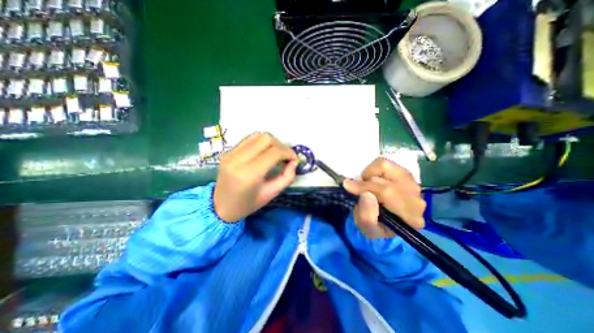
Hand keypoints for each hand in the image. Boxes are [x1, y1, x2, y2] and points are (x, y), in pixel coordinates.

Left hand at [212, 132, 296, 221]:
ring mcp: (230, 153)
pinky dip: (260, 143)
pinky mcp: (227, 151)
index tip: (294, 159)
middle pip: (266, 138)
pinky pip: (248, 139)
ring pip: (257, 135)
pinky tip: (263, 153)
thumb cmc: (248, 204)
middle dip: (280, 145)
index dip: (288, 152)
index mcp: (249, 174)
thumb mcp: (272, 194)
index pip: (274, 152)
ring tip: (275, 154)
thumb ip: (287, 177)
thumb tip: (294, 162)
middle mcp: (238, 159)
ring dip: (271, 142)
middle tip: (284, 157)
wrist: (221, 207)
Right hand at [344, 157, 426, 237]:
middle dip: (366, 185)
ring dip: (370, 175)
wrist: (385, 220)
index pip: (387, 194)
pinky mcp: (406, 173)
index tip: (348, 187)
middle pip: (386, 181)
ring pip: (385, 168)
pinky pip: (385, 163)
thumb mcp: (367, 229)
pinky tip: (373, 180)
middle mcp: (417, 199)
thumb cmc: (376, 225)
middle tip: (357, 190)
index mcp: (410, 218)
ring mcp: (413, 184)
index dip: (365, 187)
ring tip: (367, 186)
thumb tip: (366, 194)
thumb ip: (366, 217)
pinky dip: (373, 169)